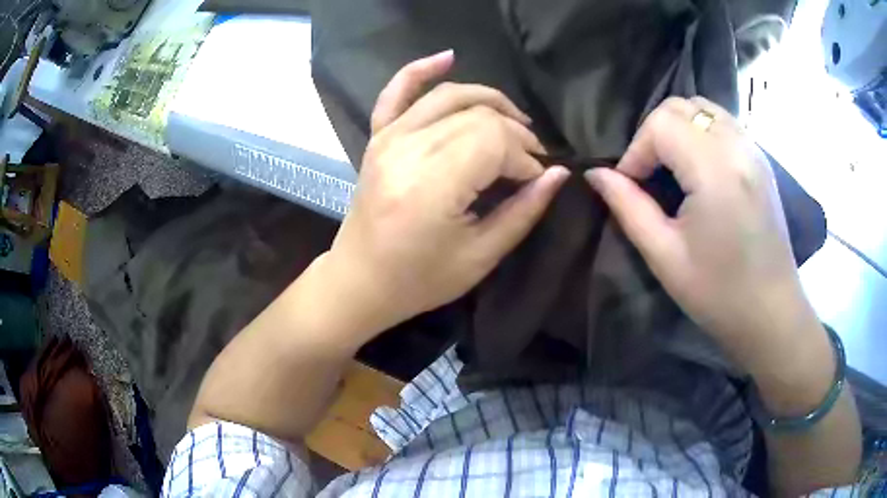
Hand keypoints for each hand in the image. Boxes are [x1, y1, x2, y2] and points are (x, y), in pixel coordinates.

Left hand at [324, 50, 568, 336]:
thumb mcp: (480, 257)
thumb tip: (557, 174)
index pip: (495, 142)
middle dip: (515, 133)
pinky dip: (420, 71)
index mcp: (432, 184)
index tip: (538, 180)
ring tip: (516, 120)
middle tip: (532, 159)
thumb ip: (523, 211)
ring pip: (450, 97)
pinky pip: (396, 92)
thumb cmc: (419, 280)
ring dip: (489, 101)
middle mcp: (408, 149)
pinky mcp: (378, 137)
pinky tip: (448, 58)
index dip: (526, 157)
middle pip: (478, 116)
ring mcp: (388, 138)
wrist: (360, 280)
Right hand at [586, 97, 827, 380]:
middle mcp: (737, 146)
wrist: (771, 313)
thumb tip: (596, 174)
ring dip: (678, 128)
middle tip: (649, 174)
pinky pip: (723, 122)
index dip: (636, 150)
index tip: (631, 185)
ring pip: (703, 107)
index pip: (660, 124)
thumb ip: (628, 207)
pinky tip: (699, 167)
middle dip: (654, 133)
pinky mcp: (760, 159)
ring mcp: (753, 149)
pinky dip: (701, 131)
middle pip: (680, 106)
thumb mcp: (665, 256)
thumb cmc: (719, 293)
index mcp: (715, 169)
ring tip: (672, 167)